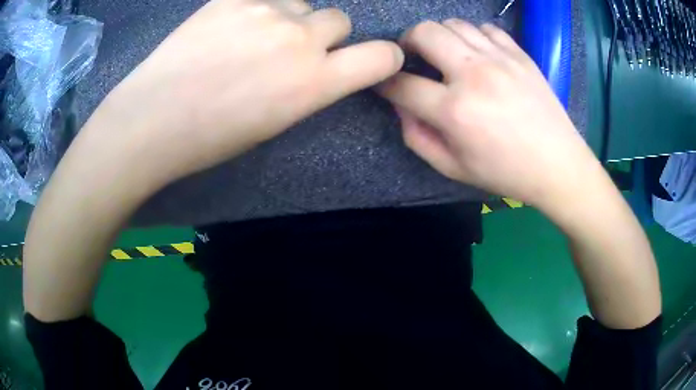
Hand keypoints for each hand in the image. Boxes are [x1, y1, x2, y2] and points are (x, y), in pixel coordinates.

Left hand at [88, 0, 403, 185]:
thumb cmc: (210, 137)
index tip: (374, 59)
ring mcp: (265, 11)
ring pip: (302, 3)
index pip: (380, 58)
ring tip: (250, 35)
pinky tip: (231, 24)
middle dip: (322, 35)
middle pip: (340, 21)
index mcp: (313, 84)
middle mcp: (299, 40)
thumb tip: (320, 63)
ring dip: (289, 17)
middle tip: (288, 50)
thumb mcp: (275, 122)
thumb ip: (308, 87)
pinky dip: (258, 6)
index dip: (383, 57)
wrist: (152, 119)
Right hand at [377, 20, 601, 212]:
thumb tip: (401, 105)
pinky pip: (485, 28)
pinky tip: (479, 55)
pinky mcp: (519, 54)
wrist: (557, 165)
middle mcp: (474, 74)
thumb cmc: (505, 172)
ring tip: (446, 55)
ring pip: (452, 24)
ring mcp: (499, 59)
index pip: (401, 83)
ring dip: (440, 37)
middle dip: (407, 42)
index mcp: (455, 110)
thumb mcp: (453, 168)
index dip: (385, 82)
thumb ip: (416, 136)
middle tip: (413, 57)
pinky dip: (474, 37)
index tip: (385, 82)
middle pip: (423, 33)